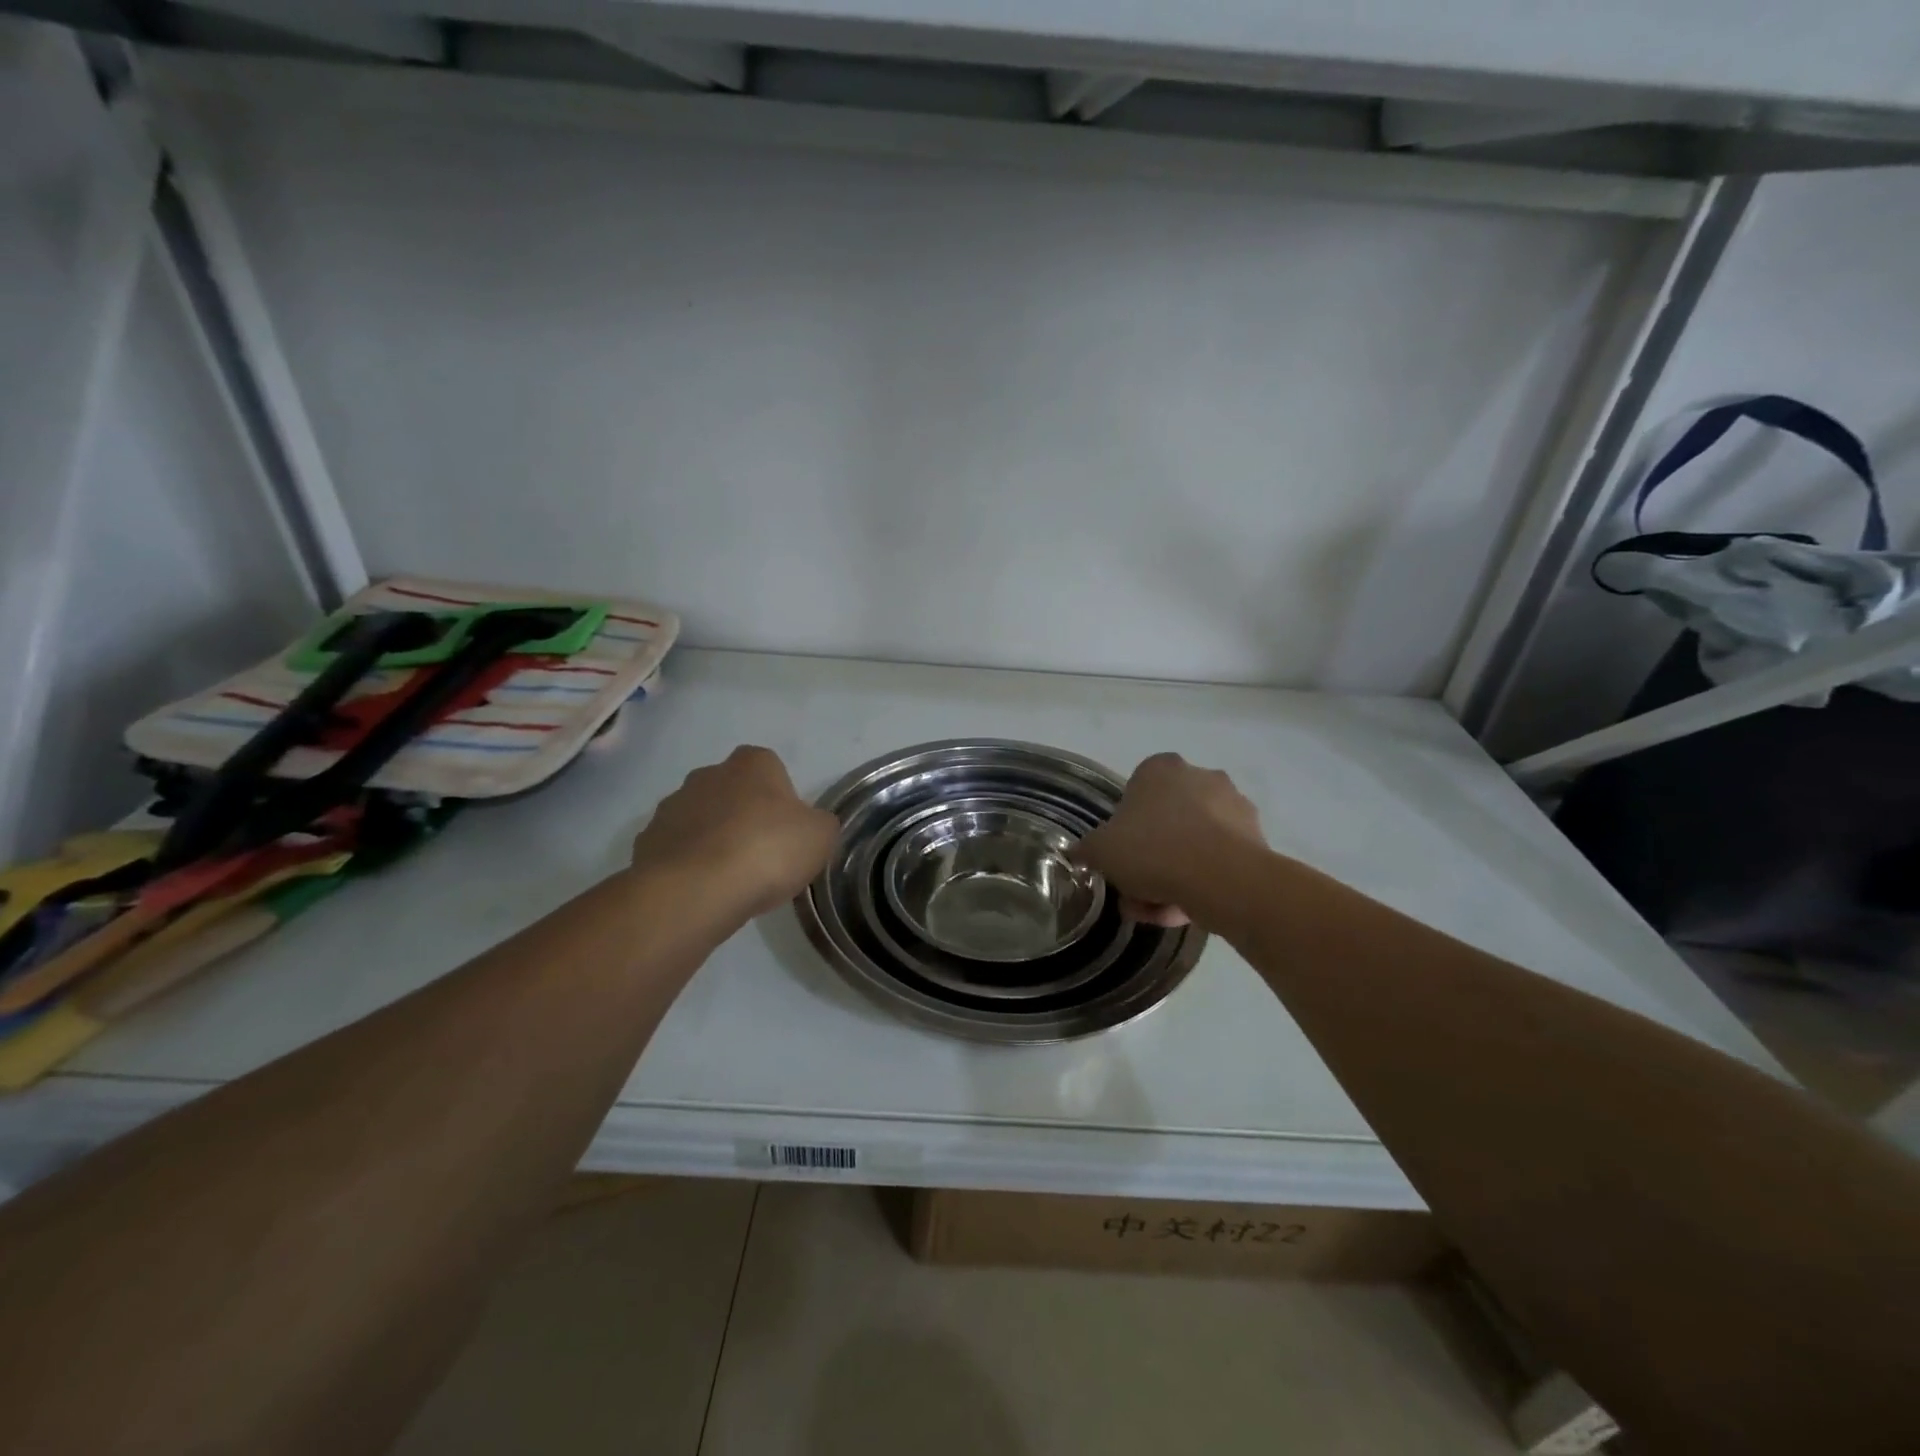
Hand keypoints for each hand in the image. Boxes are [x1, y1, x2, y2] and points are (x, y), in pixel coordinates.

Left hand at [630, 746, 838, 919]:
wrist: (695, 891)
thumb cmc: (767, 851)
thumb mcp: (821, 837)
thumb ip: (820, 824)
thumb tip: (811, 825)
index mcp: (752, 763)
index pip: (771, 768)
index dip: (781, 798)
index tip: (788, 830)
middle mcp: (708, 774)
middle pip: (732, 790)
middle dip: (744, 815)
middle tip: (762, 854)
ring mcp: (671, 806)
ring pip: (701, 818)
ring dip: (714, 838)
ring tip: (731, 879)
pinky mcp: (646, 842)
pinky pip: (677, 849)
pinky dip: (689, 864)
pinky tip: (704, 890)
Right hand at [1073, 753, 1265, 927]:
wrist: (1223, 880)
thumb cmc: (1153, 850)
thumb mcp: (1101, 851)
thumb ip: (1086, 849)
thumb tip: (1077, 853)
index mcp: (1161, 769)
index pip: (1135, 794)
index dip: (1123, 830)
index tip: (1120, 858)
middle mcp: (1201, 777)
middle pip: (1165, 822)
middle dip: (1150, 858)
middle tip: (1137, 891)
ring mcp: (1233, 806)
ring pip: (1192, 844)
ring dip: (1174, 875)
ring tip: (1160, 911)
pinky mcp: (1256, 839)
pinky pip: (1218, 861)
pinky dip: (1202, 882)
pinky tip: (1189, 911)